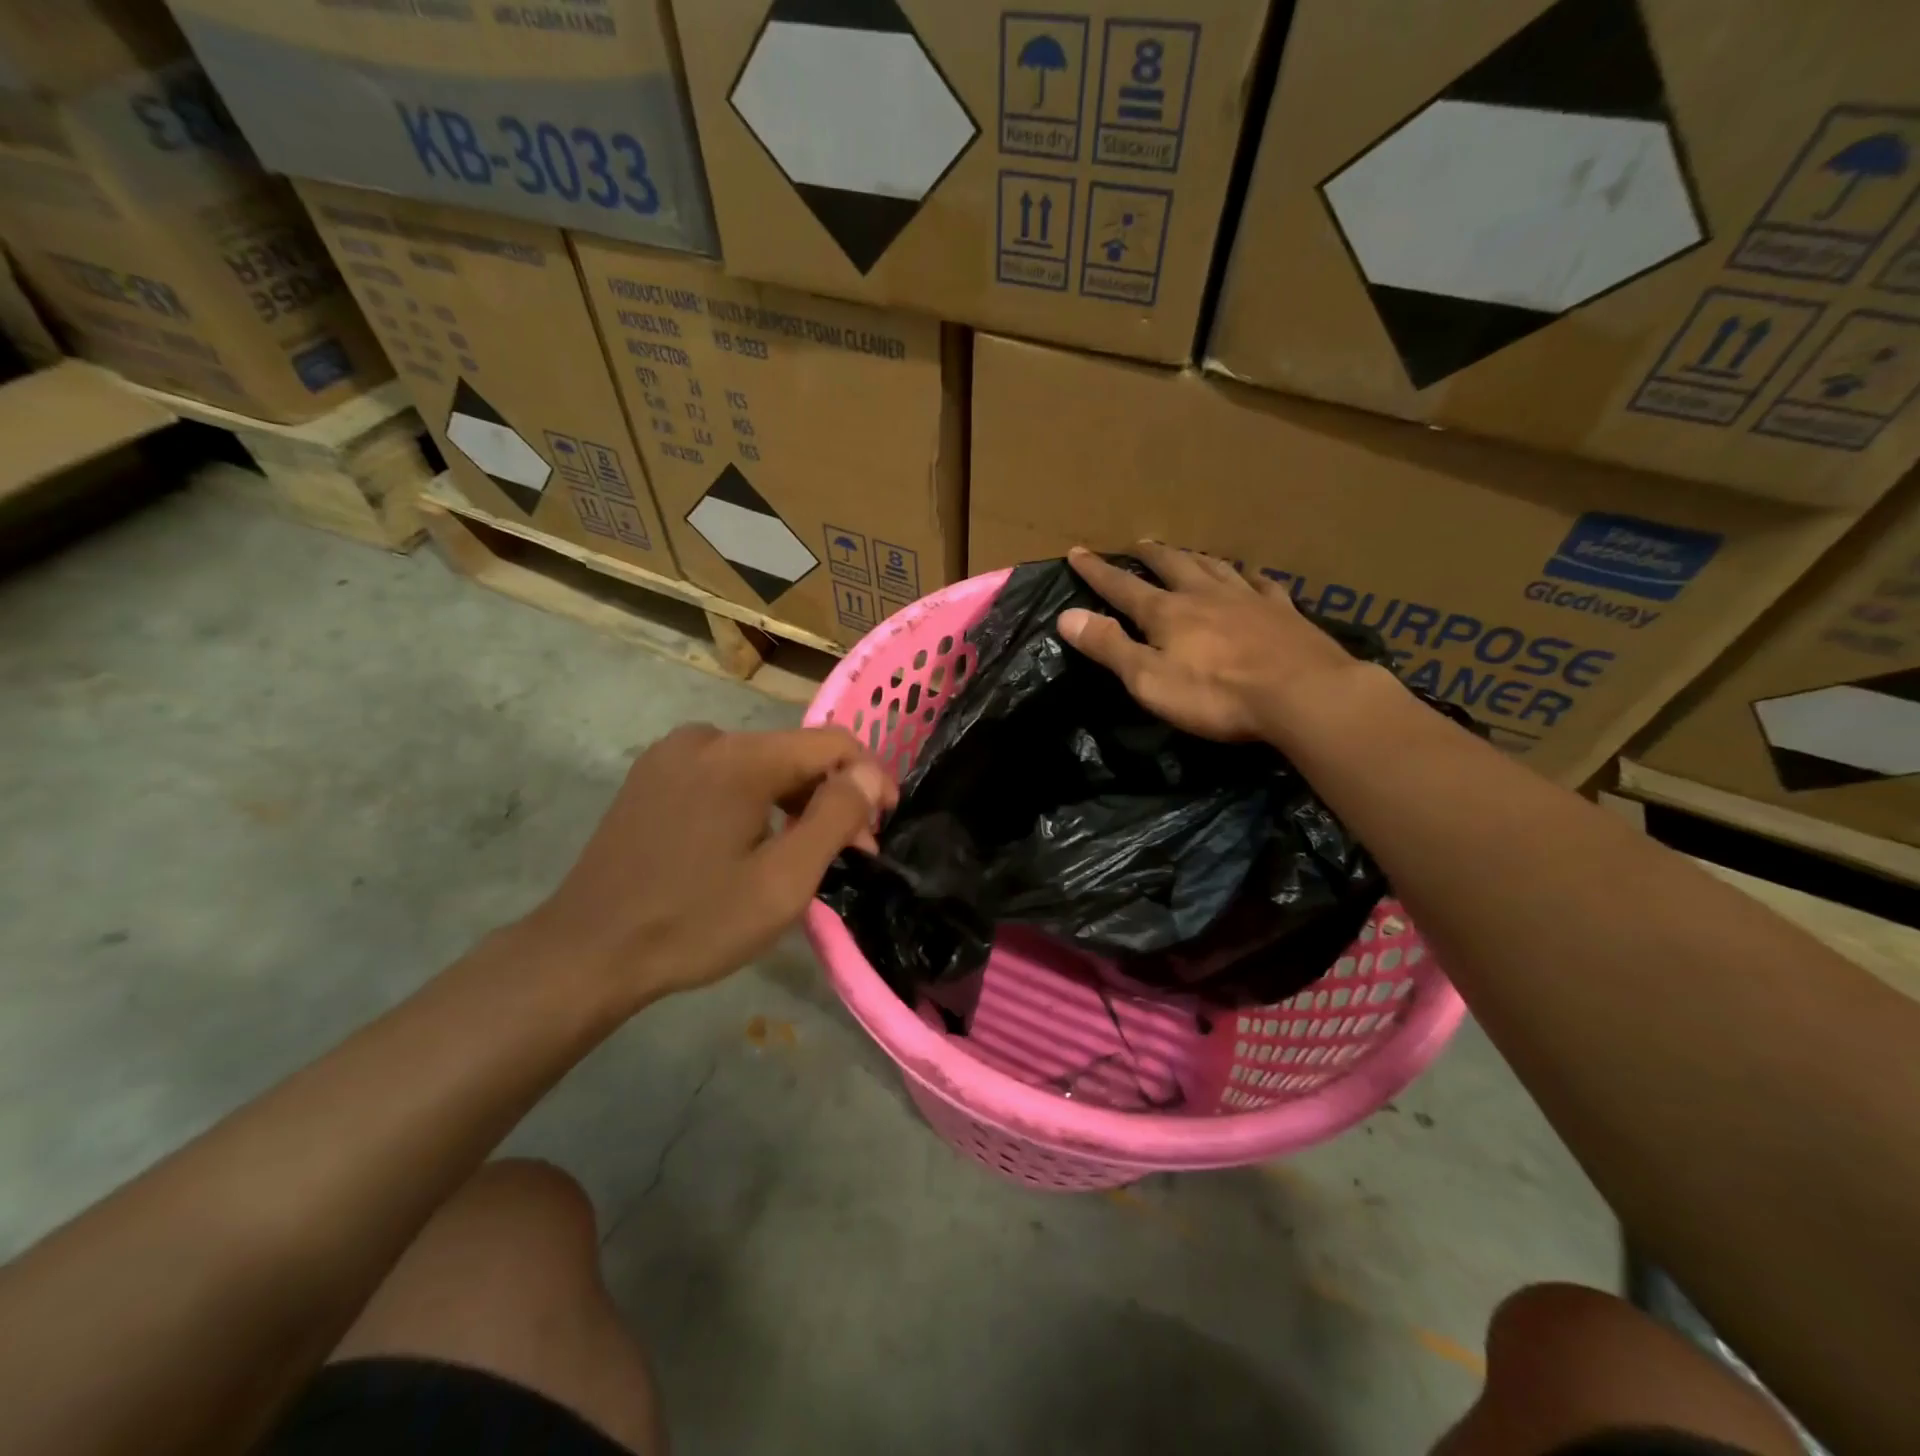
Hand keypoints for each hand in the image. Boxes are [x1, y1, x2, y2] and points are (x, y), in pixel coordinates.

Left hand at [517, 725, 892, 1010]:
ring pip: (760, 764)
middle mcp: (706, 738)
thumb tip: (868, 776)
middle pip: (795, 753)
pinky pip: (724, 775)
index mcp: (741, 757)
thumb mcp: (783, 881)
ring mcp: (671, 755)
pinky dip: (755, 801)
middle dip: (832, 796)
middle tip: (853, 851)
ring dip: (794, 801)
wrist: (586, 952)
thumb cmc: (696, 921)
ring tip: (806, 853)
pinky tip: (755, 843)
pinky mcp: (651, 776)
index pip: (832, 742)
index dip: (870, 775)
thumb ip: (836, 818)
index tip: (886, 820)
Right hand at [1057, 542, 1374, 741]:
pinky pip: (1262, 584)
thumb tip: (1066, 616)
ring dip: (1194, 557)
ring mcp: (1248, 599)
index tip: (1077, 552)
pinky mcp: (1284, 613)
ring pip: (1215, 567)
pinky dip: (1249, 576)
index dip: (1097, 571)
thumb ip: (1108, 647)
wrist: (1303, 694)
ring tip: (1184, 552)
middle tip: (1137, 543)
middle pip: (1172, 565)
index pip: (1122, 586)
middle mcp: (1205, 595)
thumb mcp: (1149, 679)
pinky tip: (1251, 575)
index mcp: (1168, 613)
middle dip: (1149, 556)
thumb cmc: (1217, 695)